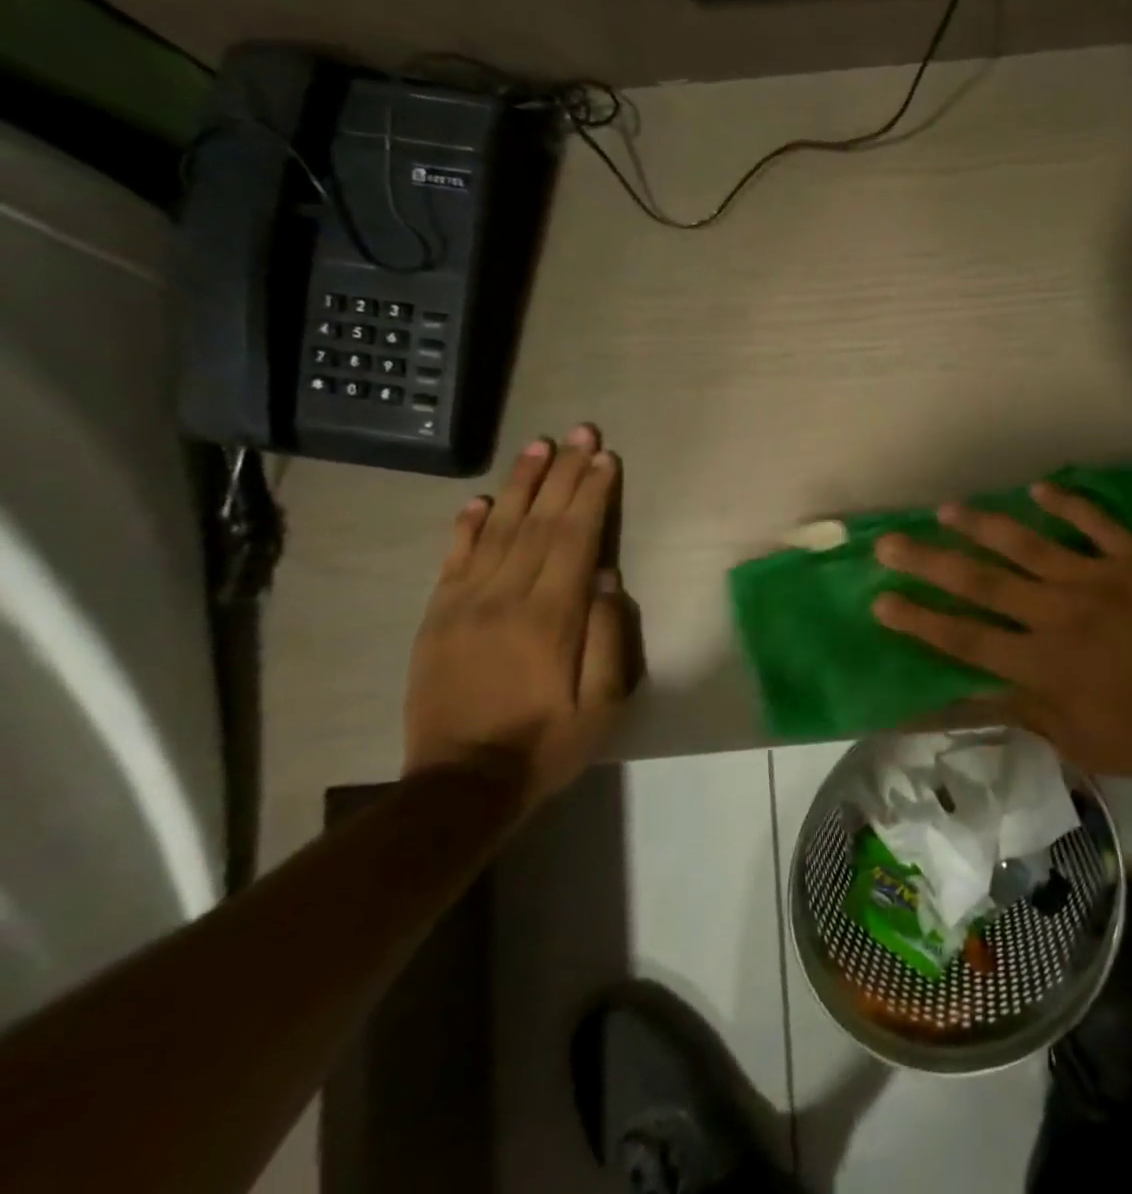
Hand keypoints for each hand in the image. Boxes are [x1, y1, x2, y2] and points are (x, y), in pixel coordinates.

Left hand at [403, 423, 634, 808]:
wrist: (460, 786)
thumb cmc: (547, 743)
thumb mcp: (603, 703)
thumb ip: (608, 636)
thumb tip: (607, 578)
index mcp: (551, 617)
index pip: (576, 539)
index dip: (593, 495)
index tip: (606, 459)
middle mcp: (505, 598)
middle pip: (540, 522)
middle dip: (564, 473)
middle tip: (581, 432)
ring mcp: (464, 605)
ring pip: (498, 529)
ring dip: (521, 484)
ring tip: (539, 446)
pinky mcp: (436, 618)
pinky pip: (453, 560)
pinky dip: (467, 525)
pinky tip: (480, 499)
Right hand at [871, 483, 1131, 779]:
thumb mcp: (1080, 743)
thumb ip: (1021, 716)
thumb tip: (965, 706)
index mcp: (1045, 664)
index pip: (966, 639)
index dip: (920, 621)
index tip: (882, 602)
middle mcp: (1059, 614)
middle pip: (983, 584)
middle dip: (931, 563)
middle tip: (890, 543)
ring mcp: (1098, 579)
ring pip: (1029, 544)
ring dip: (984, 525)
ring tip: (947, 509)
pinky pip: (1096, 523)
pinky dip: (1068, 503)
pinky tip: (1040, 488)